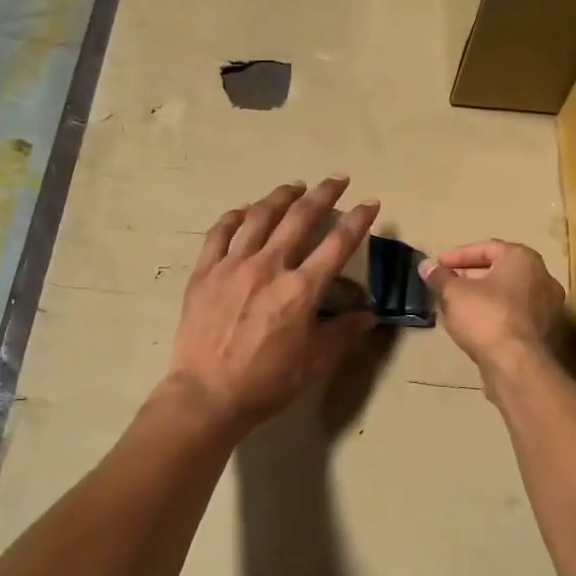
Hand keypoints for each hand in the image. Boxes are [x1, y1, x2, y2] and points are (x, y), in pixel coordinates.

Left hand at [166, 177, 380, 431]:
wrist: (206, 395)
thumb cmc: (266, 384)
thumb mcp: (314, 364)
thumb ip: (342, 334)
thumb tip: (367, 315)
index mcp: (300, 290)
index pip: (337, 244)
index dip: (358, 220)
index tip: (370, 203)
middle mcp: (269, 267)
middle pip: (300, 218)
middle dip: (323, 194)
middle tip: (337, 179)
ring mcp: (232, 265)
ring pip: (259, 216)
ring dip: (280, 196)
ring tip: (294, 186)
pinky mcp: (205, 271)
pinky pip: (220, 233)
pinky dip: (235, 216)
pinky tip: (244, 210)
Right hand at [420, 241, 564, 379]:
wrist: (517, 365)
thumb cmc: (486, 317)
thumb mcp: (454, 293)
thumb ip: (439, 277)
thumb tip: (426, 266)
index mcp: (523, 259)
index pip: (487, 248)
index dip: (457, 256)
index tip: (438, 265)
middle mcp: (542, 277)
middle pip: (499, 270)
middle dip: (469, 277)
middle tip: (445, 285)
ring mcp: (547, 306)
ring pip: (506, 294)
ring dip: (480, 297)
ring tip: (454, 307)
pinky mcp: (544, 332)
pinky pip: (514, 314)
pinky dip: (493, 314)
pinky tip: (472, 326)